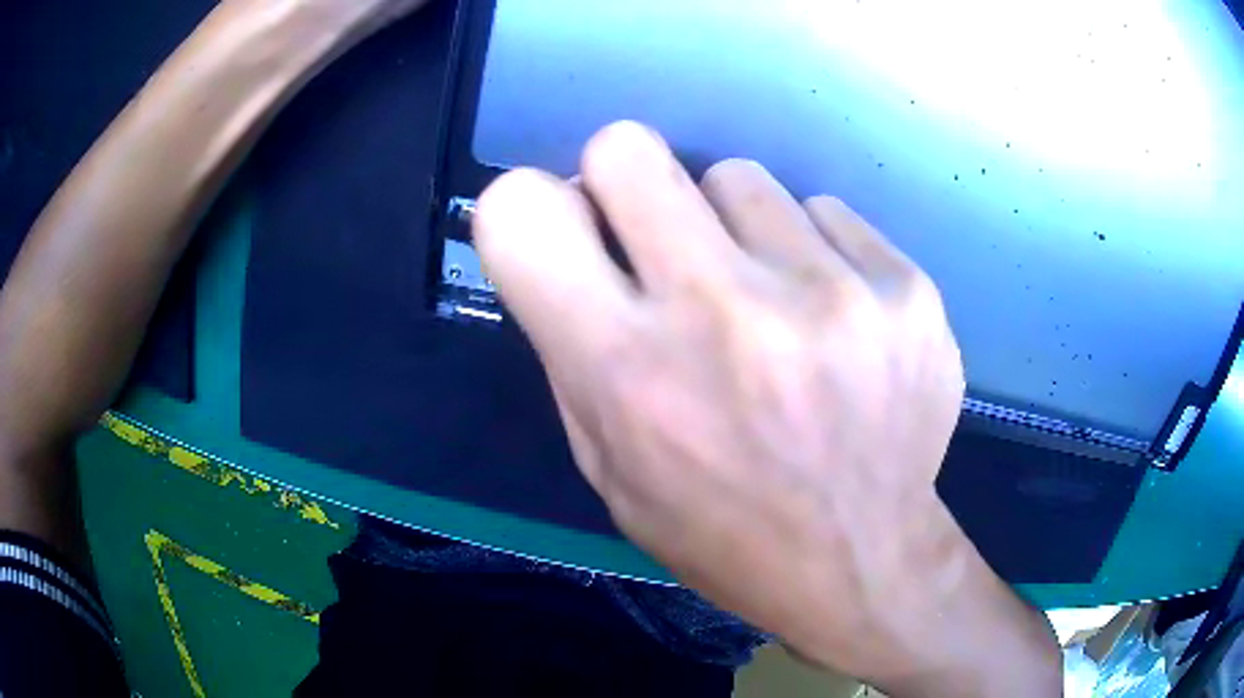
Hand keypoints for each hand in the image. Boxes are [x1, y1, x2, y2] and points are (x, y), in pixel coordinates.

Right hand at [474, 122, 1060, 694]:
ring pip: (738, 176)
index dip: (531, 208)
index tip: (572, 232)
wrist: (863, 561)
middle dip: (626, 182)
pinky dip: (813, 250)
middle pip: (626, 147)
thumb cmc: (720, 528)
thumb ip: (573, 340)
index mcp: (628, 370)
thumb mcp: (609, 463)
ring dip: (734, 227)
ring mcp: (831, 292)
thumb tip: (577, 227)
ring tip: (769, 303)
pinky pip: (825, 211)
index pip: (520, 211)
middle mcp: (725, 312)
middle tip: (662, 240)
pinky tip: (834, 320)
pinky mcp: (905, 288)